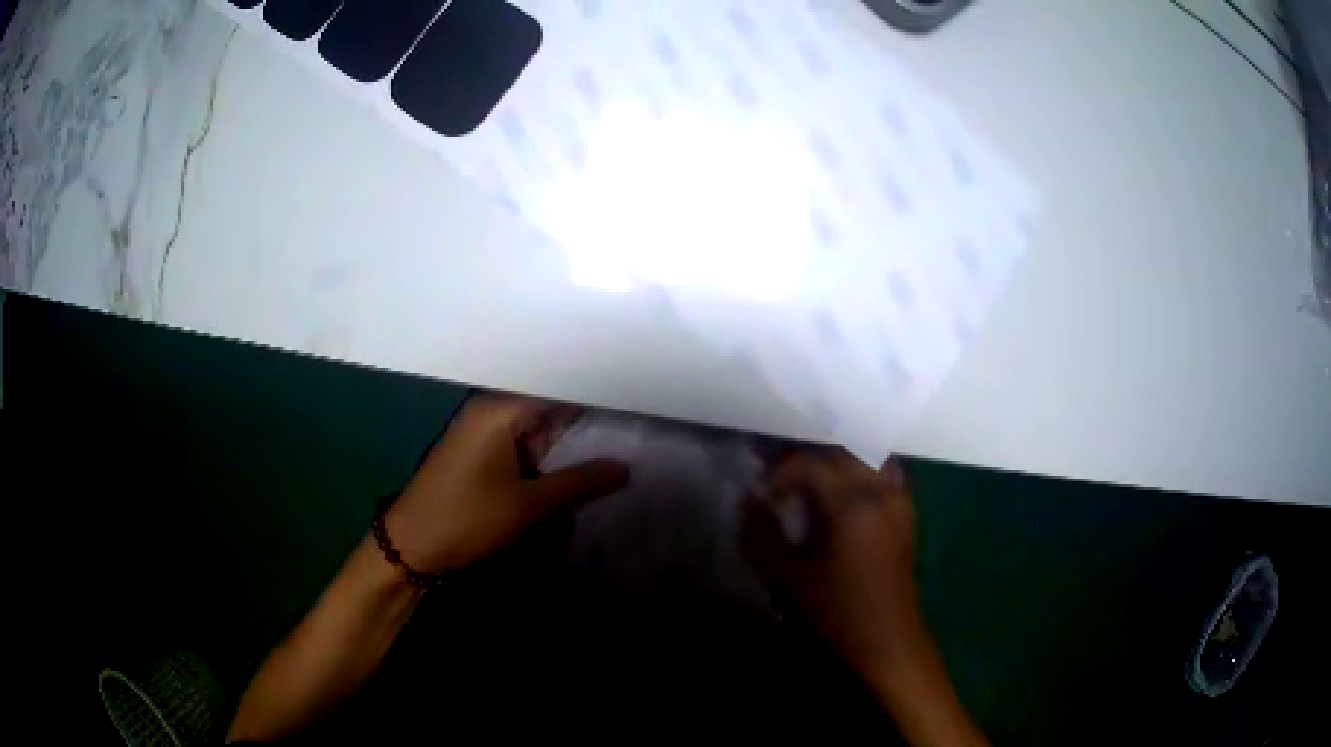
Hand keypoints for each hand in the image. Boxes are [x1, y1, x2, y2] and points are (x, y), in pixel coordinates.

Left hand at [384, 395, 629, 573]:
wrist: (412, 545)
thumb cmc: (466, 518)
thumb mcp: (527, 505)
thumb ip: (579, 483)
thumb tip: (626, 467)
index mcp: (500, 409)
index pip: (559, 387)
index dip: (598, 394)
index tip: (637, 402)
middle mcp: (492, 410)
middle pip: (550, 404)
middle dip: (588, 418)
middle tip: (636, 425)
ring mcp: (485, 431)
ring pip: (539, 426)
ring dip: (570, 440)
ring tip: (620, 441)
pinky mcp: (482, 451)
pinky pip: (524, 443)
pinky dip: (549, 454)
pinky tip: (579, 464)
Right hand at [742, 449, 922, 672]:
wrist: (886, 639)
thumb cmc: (836, 613)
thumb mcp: (787, 578)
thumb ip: (761, 535)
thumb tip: (750, 502)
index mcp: (852, 504)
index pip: (810, 464)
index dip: (779, 472)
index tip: (761, 494)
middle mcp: (881, 491)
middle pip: (841, 451)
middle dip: (806, 460)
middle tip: (781, 483)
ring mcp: (899, 499)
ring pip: (867, 456)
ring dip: (836, 461)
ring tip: (810, 482)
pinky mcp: (906, 512)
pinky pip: (883, 472)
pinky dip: (860, 470)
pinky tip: (841, 495)